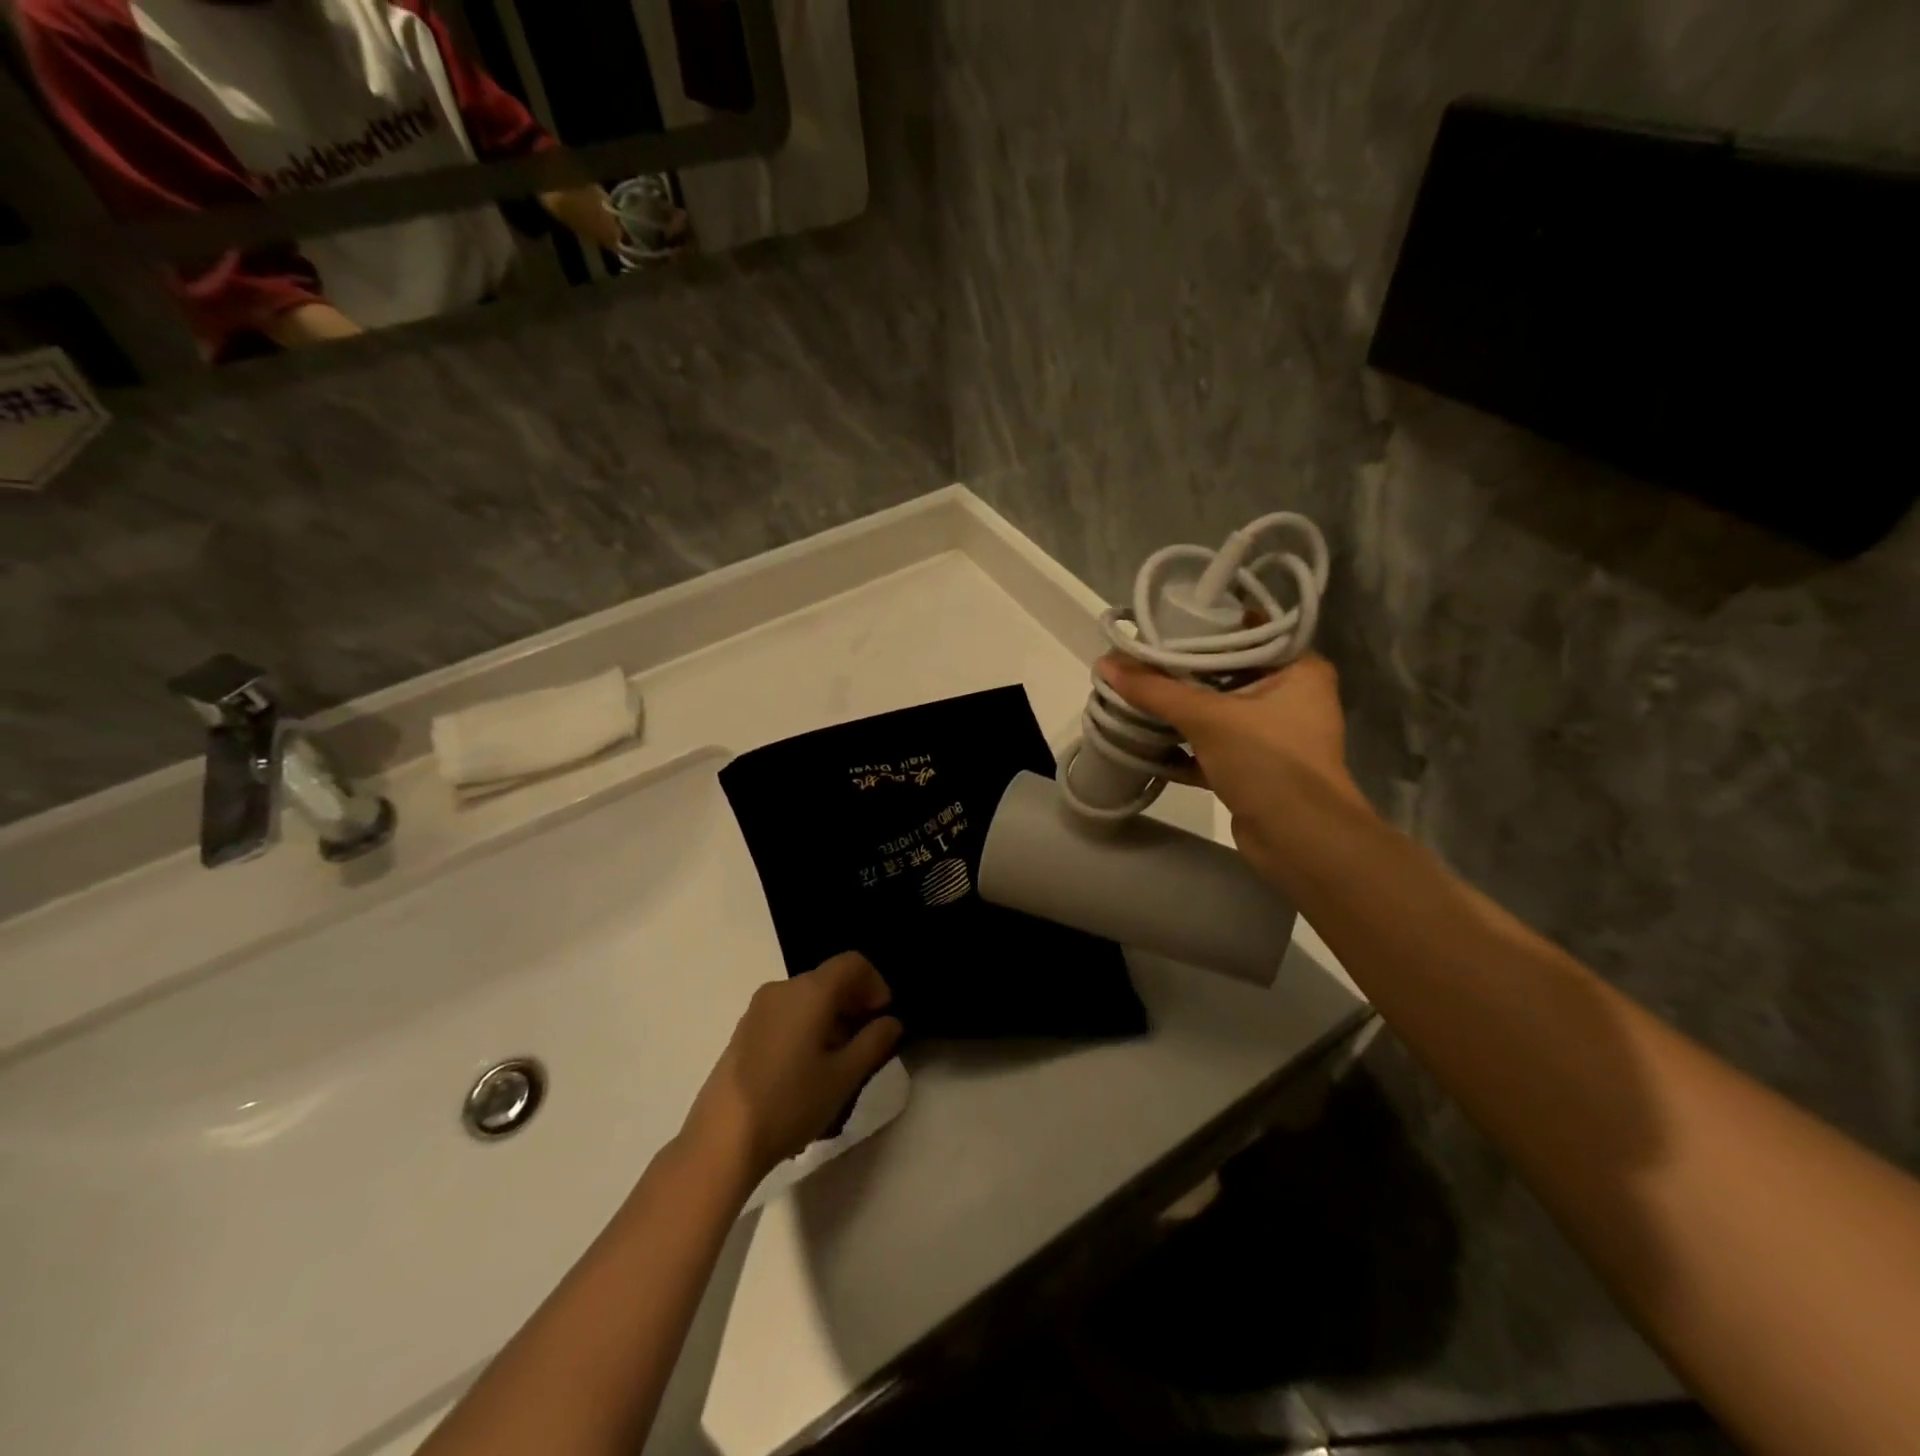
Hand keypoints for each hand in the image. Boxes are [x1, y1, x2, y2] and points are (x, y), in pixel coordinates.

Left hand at [683, 952, 902, 1184]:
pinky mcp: (744, 1031)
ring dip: (830, 1020)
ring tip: (837, 1066)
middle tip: (865, 1047)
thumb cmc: (790, 1102)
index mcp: (810, 991)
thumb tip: (890, 1021)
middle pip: (829, 980)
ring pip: (807, 1000)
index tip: (882, 1019)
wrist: (721, 1140)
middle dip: (853, 1006)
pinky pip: (786, 1015)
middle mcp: (782, 988)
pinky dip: (806, 1029)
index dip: (875, 985)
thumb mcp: (844, 1076)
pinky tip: (806, 1073)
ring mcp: (758, 1009)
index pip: (853, 963)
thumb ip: (874, 1042)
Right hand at [1096, 651, 1373, 883]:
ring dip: (1177, 709)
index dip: (1205, 625)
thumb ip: (1155, 690)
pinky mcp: (1253, 768)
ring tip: (1133, 692)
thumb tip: (1106, 663)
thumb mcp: (1208, 718)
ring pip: (1215, 711)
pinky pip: (1211, 746)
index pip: (1249, 631)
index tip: (1163, 622)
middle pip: (1226, 672)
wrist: (1301, 841)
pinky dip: (1182, 744)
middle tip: (1138, 657)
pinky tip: (1144, 739)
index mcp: (1298, 669)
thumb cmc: (1268, 761)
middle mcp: (1290, 696)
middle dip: (1181, 670)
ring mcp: (1271, 735)